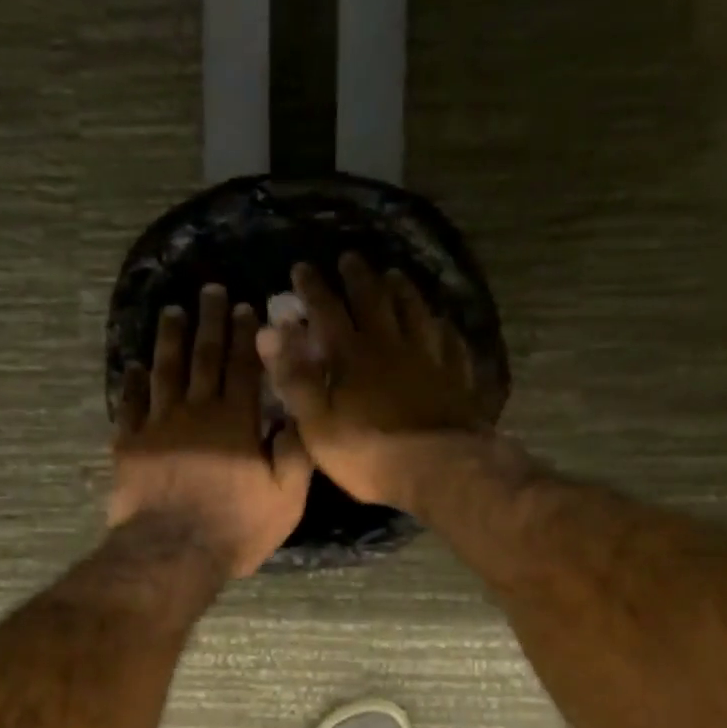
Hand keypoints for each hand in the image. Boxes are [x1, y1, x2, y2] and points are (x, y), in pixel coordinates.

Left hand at [110, 283, 312, 577]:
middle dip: (210, 322)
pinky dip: (132, 383)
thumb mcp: (285, 498)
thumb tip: (297, 415)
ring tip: (172, 312)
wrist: (171, 553)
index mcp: (236, 421)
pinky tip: (134, 367)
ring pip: (165, 371)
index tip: (245, 307)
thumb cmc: (234, 527)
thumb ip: (295, 454)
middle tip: (210, 291)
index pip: (243, 367)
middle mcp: (197, 412)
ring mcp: (158, 425)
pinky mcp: (130, 444)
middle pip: (204, 358)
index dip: (245, 336)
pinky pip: (130, 405)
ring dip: (170, 340)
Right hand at [255, 254, 490, 510]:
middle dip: (358, 277)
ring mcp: (429, 358)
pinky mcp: (457, 376)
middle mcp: (391, 346)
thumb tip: (269, 332)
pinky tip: (442, 322)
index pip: (327, 311)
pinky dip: (443, 327)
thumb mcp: (317, 424)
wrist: (439, 470)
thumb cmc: (369, 454)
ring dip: (402, 290)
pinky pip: (450, 341)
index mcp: (352, 356)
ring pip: (416, 312)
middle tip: (350, 258)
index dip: (313, 288)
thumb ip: (294, 378)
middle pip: (374, 300)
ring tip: (395, 275)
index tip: (301, 267)